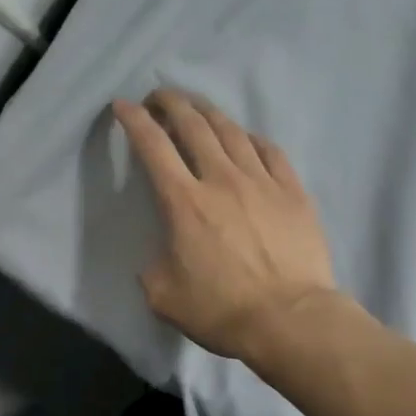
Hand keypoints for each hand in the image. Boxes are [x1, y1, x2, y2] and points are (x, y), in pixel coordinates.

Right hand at [112, 90, 338, 361]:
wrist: (289, 319)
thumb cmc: (222, 311)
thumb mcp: (164, 297)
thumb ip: (154, 267)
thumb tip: (163, 255)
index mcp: (184, 202)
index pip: (153, 146)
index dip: (134, 120)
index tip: (123, 106)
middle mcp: (221, 179)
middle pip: (193, 125)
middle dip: (170, 103)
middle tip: (159, 97)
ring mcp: (261, 181)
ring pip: (232, 131)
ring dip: (208, 113)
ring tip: (197, 108)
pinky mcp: (293, 192)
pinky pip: (270, 151)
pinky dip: (250, 138)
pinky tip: (245, 139)